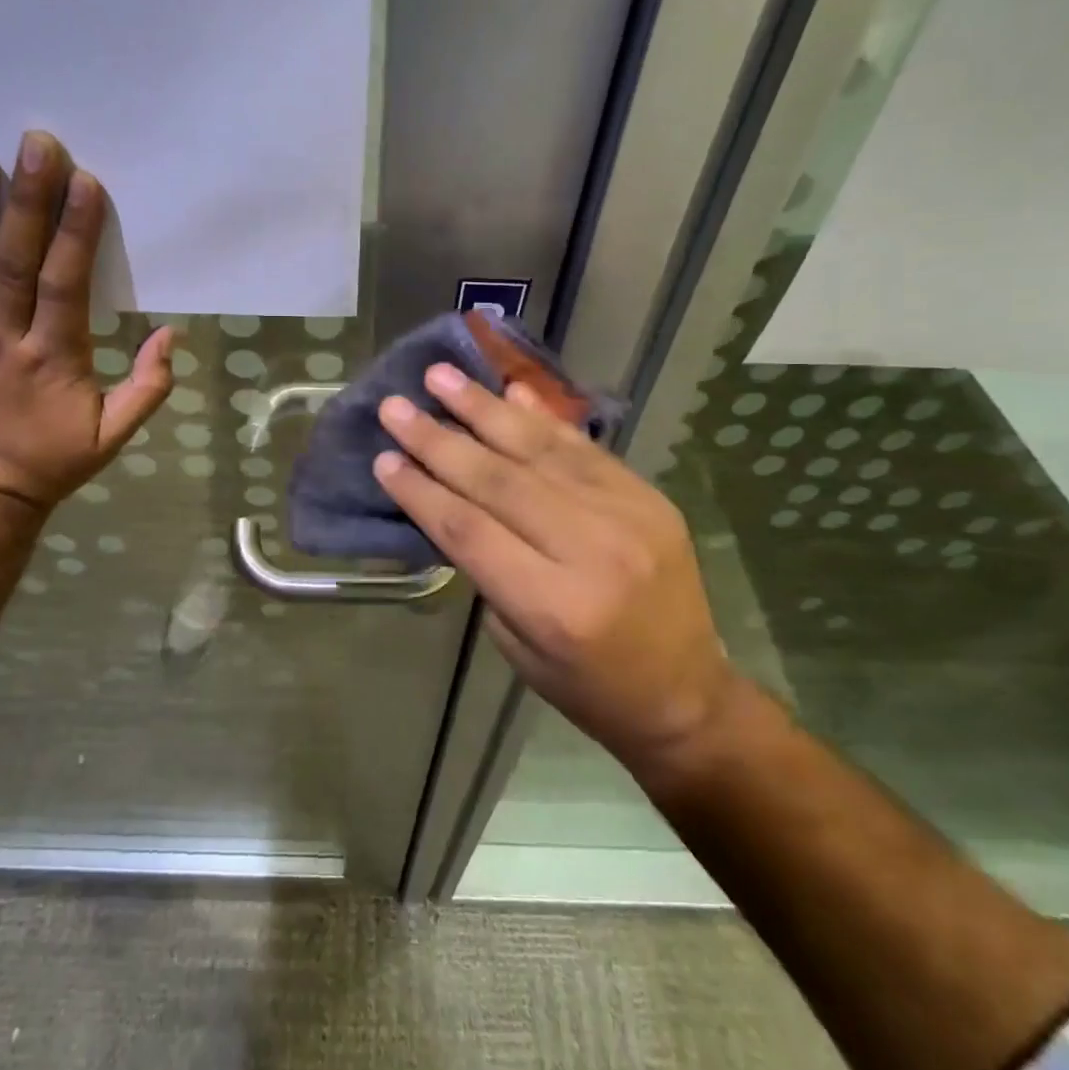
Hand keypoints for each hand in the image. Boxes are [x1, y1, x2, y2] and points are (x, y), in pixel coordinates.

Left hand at [0, 131, 174, 515]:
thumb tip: (170, 334)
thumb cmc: (55, 460)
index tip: (84, 182)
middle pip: (15, 261)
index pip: (65, 284)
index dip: (75, 232)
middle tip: (35, 144)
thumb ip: (148, 386)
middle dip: (27, 200)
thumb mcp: (115, 435)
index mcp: (54, 358)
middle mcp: (3, 338)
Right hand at [373, 365, 743, 768]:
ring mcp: (627, 516)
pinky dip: (541, 417)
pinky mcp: (648, 497)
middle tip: (396, 407)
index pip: (469, 530)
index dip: (420, 491)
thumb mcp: (515, 642)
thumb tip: (450, 495)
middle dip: (438, 440)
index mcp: (552, 606)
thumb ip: (485, 566)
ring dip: (483, 409)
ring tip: (441, 375)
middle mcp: (590, 551)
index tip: (383, 458)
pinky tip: (508, 391)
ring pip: (539, 450)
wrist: (685, 693)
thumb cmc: (586, 685)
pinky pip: (583, 447)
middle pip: (498, 481)